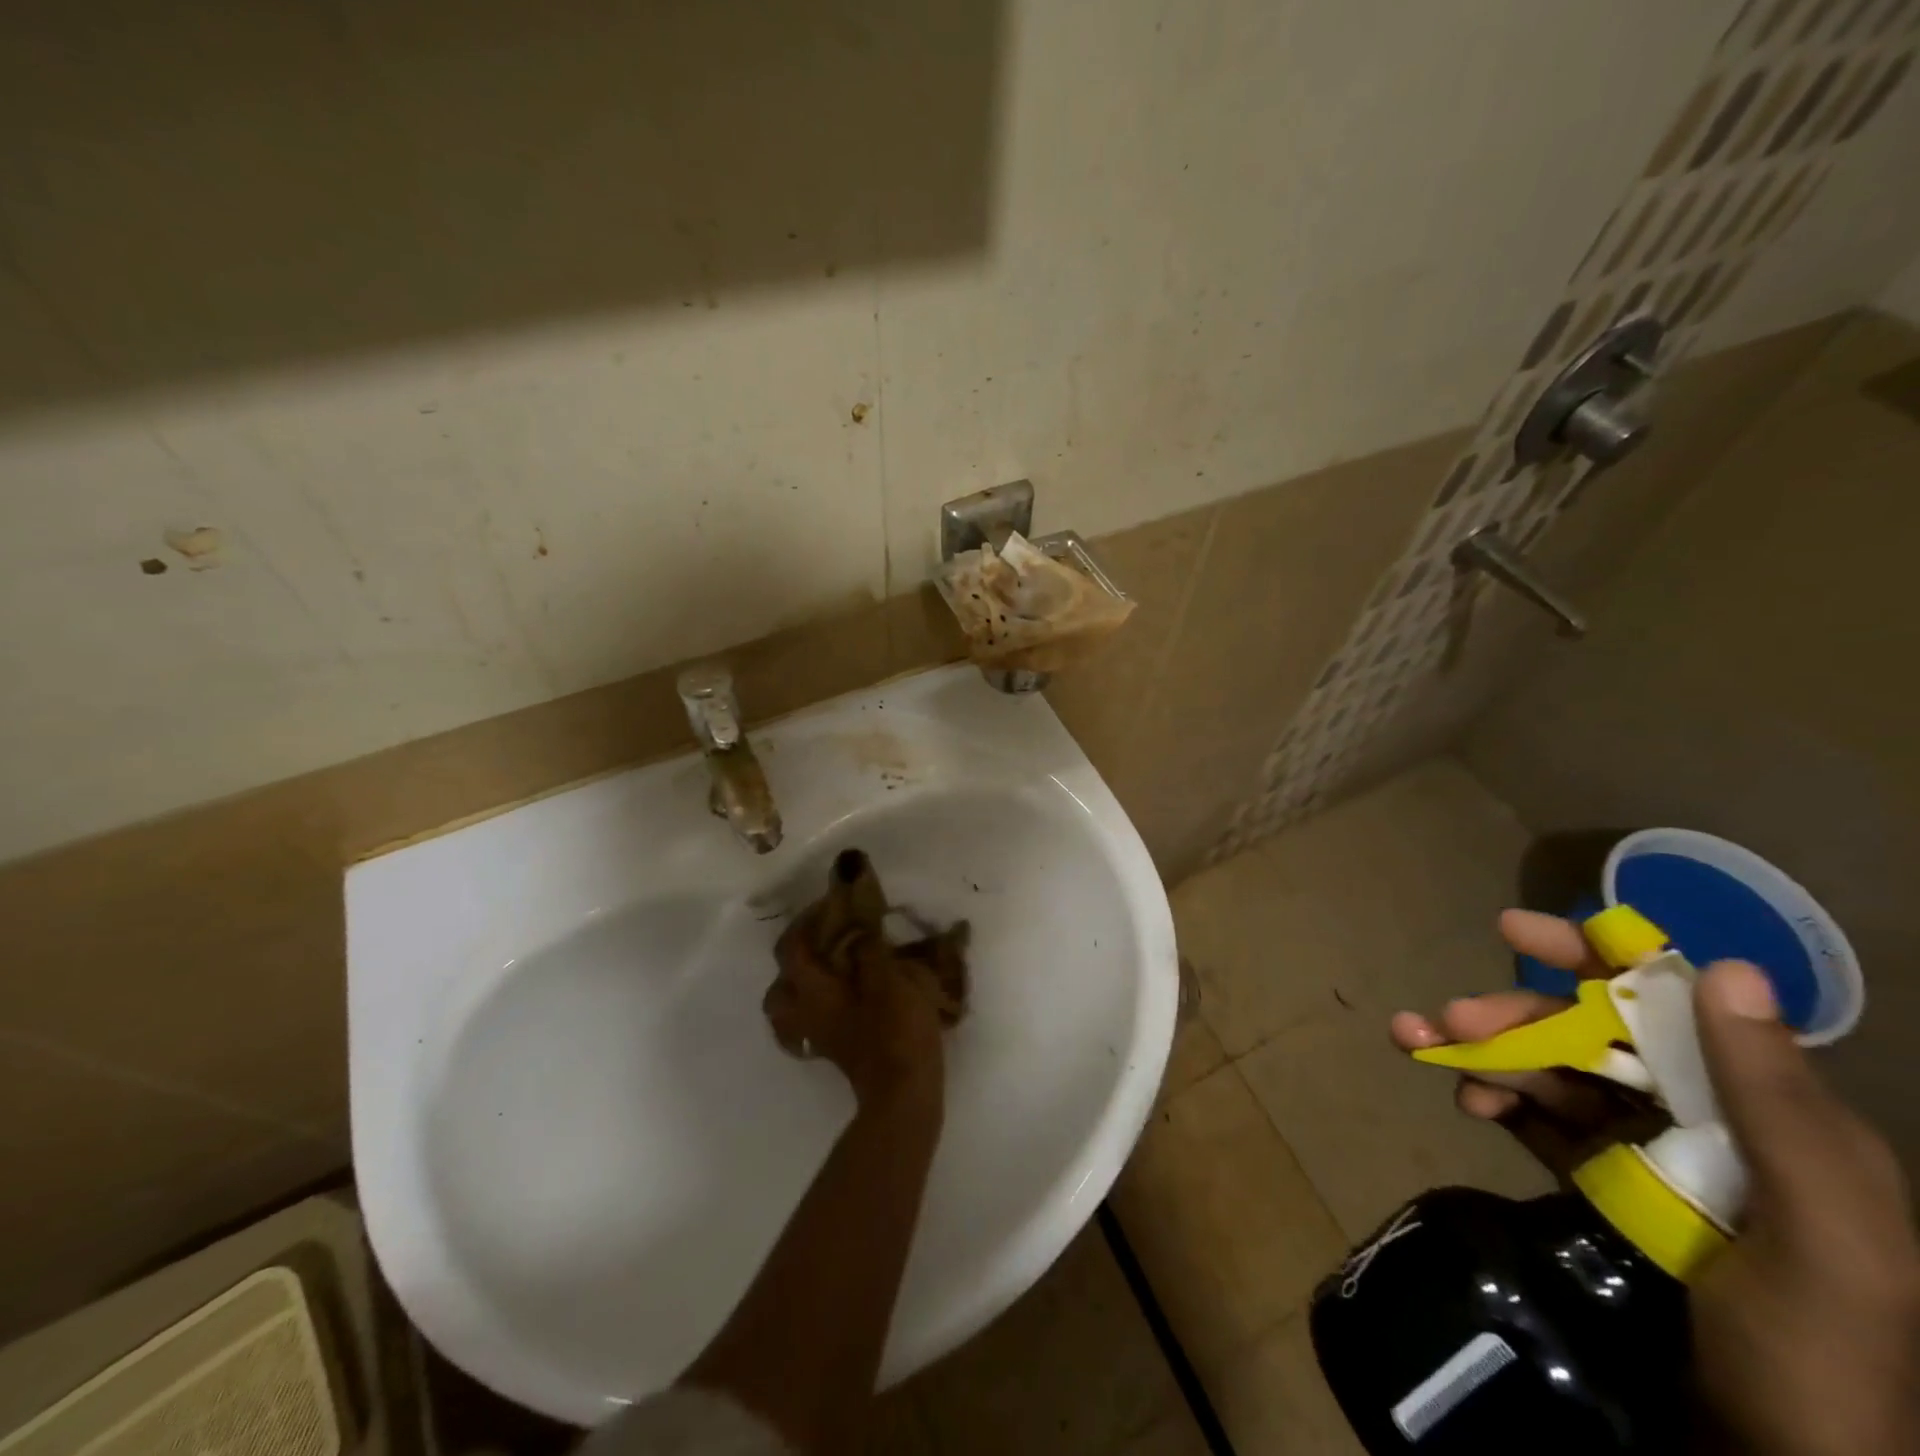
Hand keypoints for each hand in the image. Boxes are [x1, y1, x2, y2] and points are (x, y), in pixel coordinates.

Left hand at [763, 930, 946, 1110]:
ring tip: (831, 967)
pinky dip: (818, 1006)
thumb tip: (859, 933)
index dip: (807, 921)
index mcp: (813, 991)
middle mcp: (804, 1013)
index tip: (830, 903)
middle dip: (796, 956)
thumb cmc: (895, 1030)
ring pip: (789, 1006)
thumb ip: (869, 951)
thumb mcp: (889, 978)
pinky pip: (809, 1021)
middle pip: (780, 983)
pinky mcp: (832, 1050)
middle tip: (825, 938)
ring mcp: (815, 1036)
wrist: (905, 1092)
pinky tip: (844, 996)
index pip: (793, 948)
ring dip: (803, 984)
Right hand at [1392, 911, 1919, 1455]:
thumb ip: (1777, 1104)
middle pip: (1592, 1035)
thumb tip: (1721, 966)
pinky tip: (1464, 1099)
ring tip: (1418, 1044)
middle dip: (1515, 1017)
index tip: (1513, 931)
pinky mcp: (1602, 1183)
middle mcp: (1704, 1115)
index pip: (1671, 1003)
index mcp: (1765, 1110)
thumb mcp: (1827, 1236)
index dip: (1593, 956)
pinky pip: (1538, 1119)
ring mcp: (1647, 1150)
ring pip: (1553, 1072)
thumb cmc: (1821, 1354)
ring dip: (1486, 1051)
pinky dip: (1495, 1098)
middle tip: (1448, 1018)